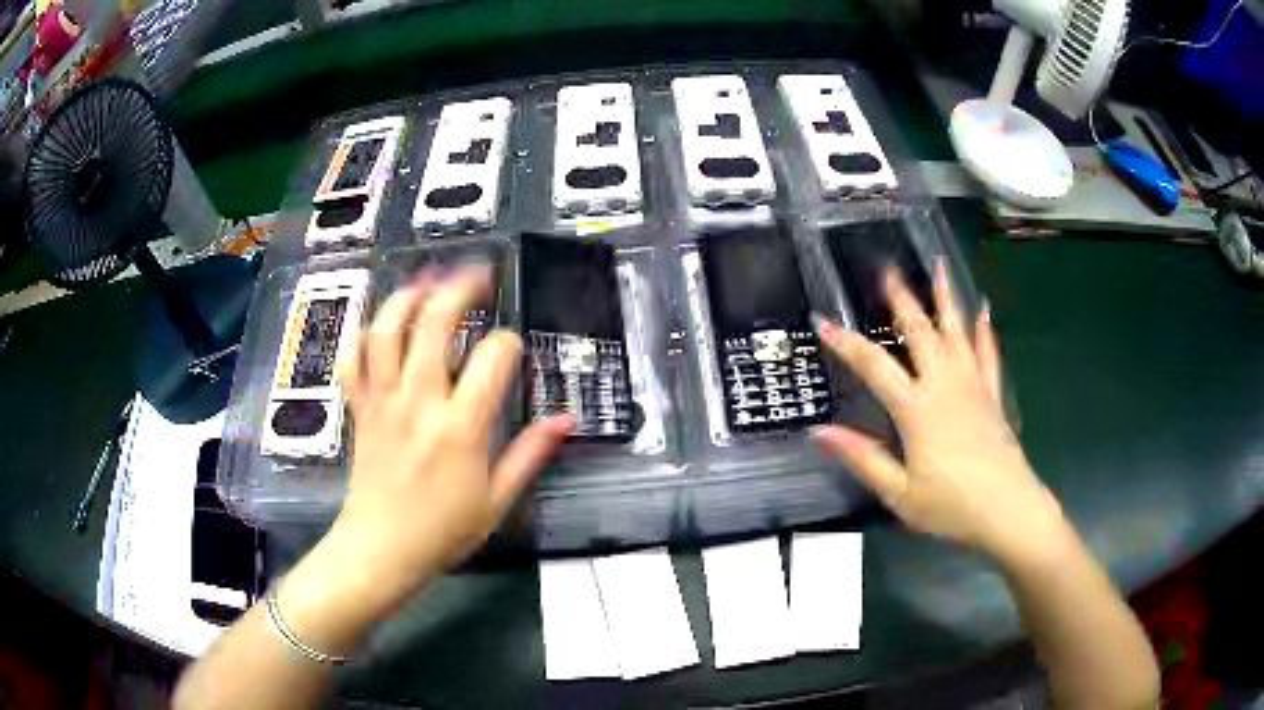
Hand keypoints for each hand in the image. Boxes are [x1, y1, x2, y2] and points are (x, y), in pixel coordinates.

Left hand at [328, 268, 571, 605]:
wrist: (381, 550)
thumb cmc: (443, 531)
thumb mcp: (497, 500)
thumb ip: (530, 454)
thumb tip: (565, 420)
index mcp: (460, 427)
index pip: (493, 358)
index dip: (509, 344)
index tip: (513, 351)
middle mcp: (419, 401)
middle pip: (435, 322)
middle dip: (460, 288)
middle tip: (478, 275)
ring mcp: (383, 400)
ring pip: (388, 329)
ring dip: (408, 296)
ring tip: (428, 280)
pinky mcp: (359, 407)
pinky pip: (353, 359)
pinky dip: (363, 334)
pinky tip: (379, 325)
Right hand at [814, 263, 1065, 564]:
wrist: (1007, 510)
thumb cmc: (950, 506)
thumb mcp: (898, 492)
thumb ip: (861, 458)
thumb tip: (820, 431)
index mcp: (916, 408)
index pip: (874, 366)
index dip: (846, 343)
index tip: (823, 320)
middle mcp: (944, 385)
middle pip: (920, 332)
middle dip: (902, 299)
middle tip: (888, 269)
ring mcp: (972, 386)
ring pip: (956, 332)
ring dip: (945, 298)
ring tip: (938, 267)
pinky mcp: (992, 396)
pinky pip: (988, 355)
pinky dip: (985, 332)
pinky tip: (984, 311)